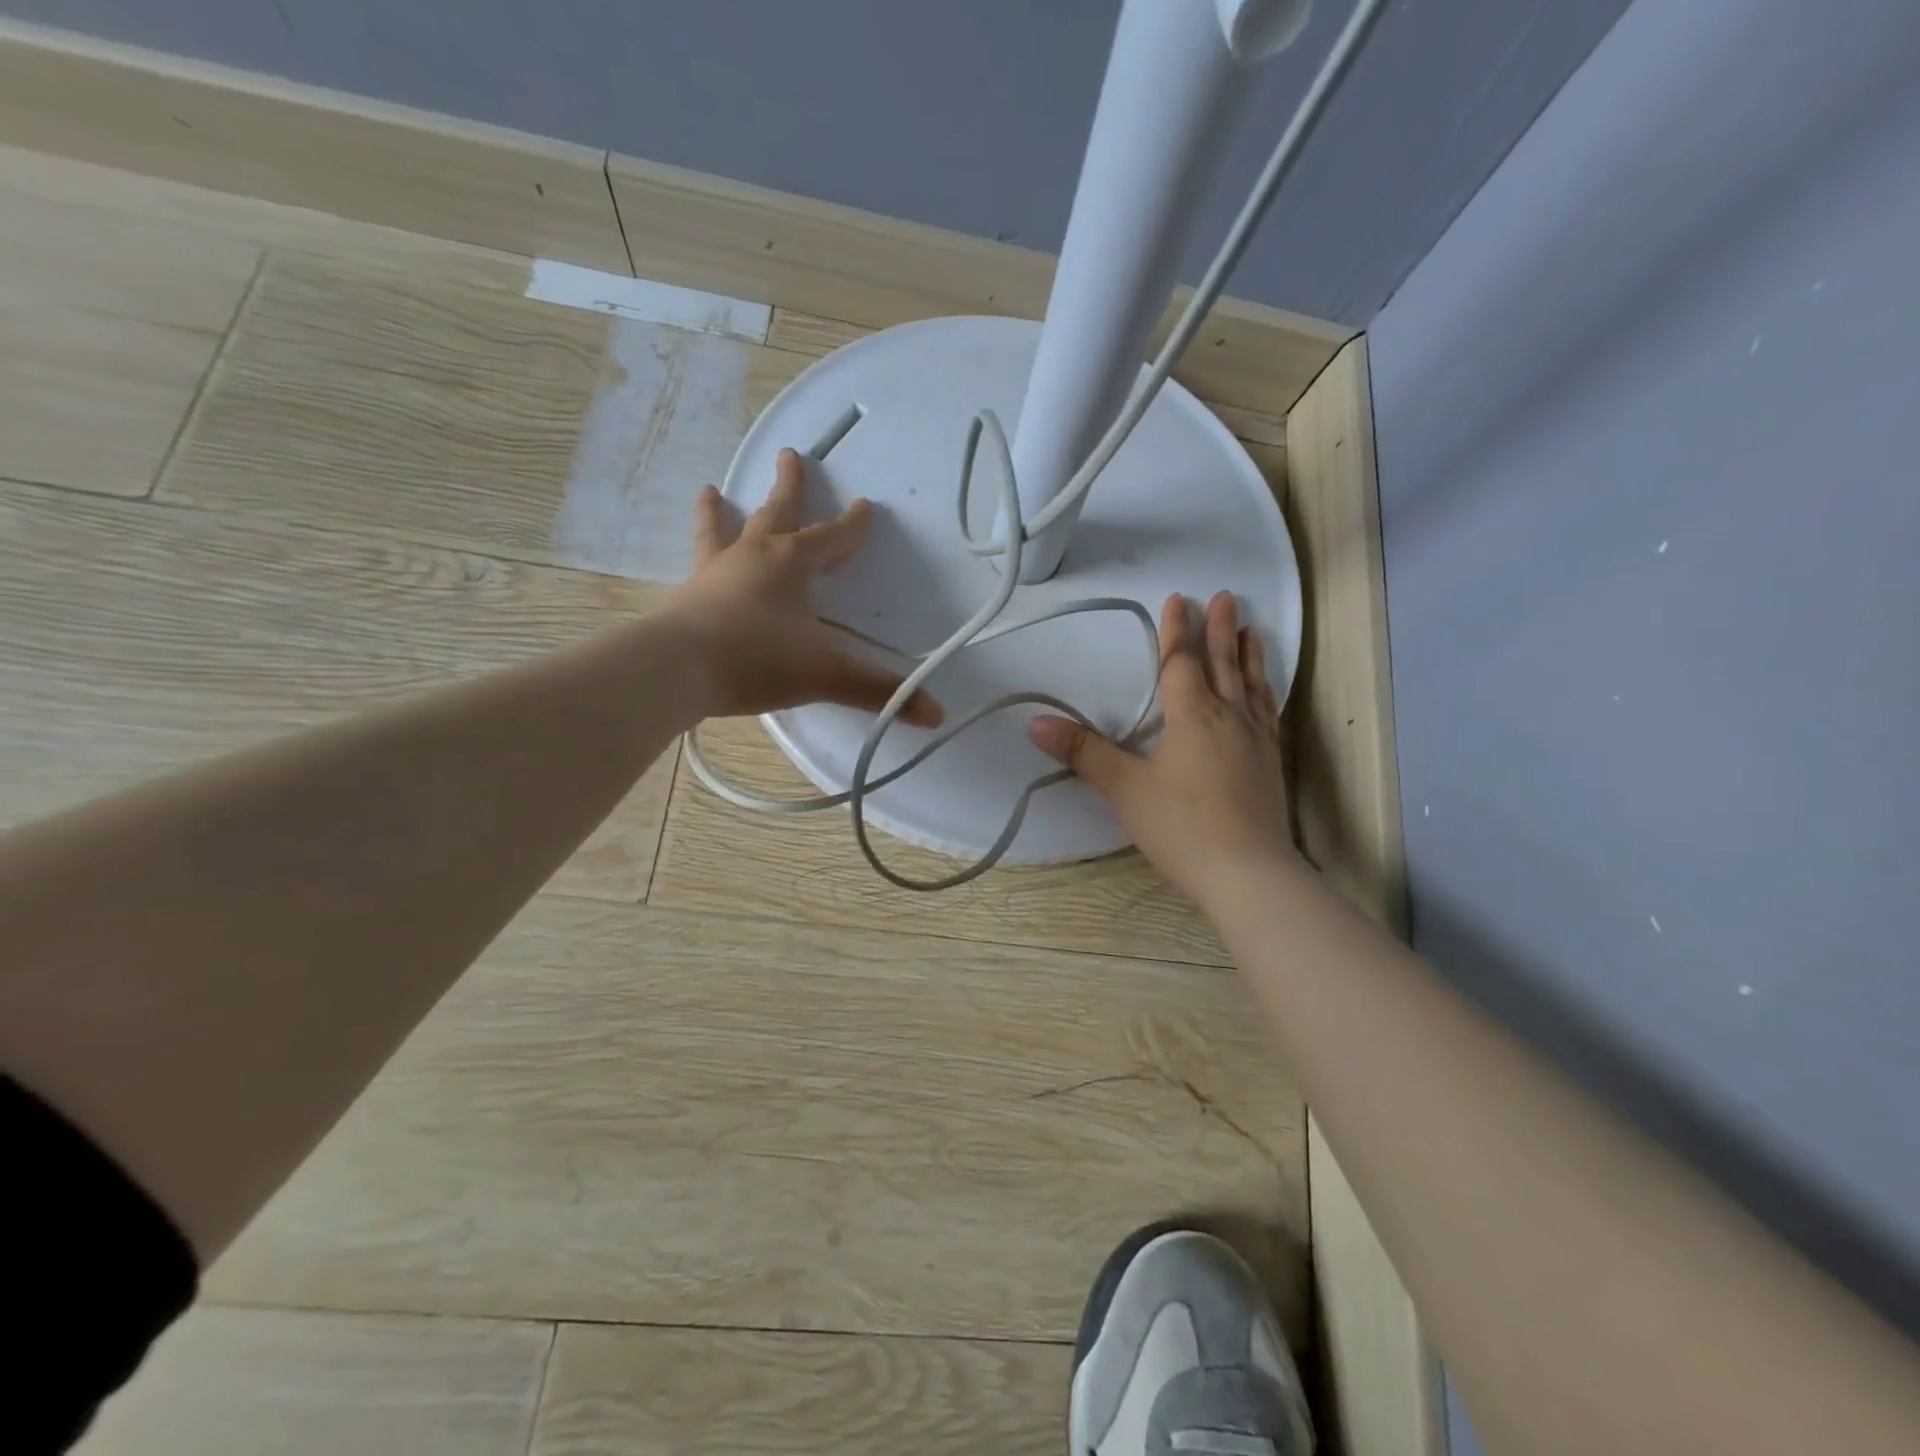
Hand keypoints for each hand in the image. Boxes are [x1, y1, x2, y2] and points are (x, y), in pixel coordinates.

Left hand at [663, 448, 942, 726]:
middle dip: (789, 488)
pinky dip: (699, 558)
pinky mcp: (685, 598)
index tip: (865, 506)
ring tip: (709, 490)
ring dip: (719, 512)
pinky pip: (696, 568)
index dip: (852, 526)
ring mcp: (712, 574)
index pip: (830, 538)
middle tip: (791, 455)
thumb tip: (937, 714)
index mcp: (790, 564)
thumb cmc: (758, 658)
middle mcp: (751, 557)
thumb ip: (879, 691)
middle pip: (775, 514)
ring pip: (720, 532)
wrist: (677, 669)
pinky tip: (694, 566)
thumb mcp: (826, 674)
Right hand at [1029, 592, 1293, 906]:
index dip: (1177, 631)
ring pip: (1250, 685)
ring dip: (1247, 654)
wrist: (1248, 872)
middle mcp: (1228, 718)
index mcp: (1192, 716)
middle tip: (1224, 596)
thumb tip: (1036, 723)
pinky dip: (1264, 691)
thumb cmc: (1181, 826)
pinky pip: (1267, 712)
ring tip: (1251, 628)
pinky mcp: (1270, 763)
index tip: (1179, 599)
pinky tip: (1264, 691)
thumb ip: (1084, 752)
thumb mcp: (1125, 789)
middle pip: (1222, 664)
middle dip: (1219, 630)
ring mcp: (1255, 740)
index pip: (1181, 663)